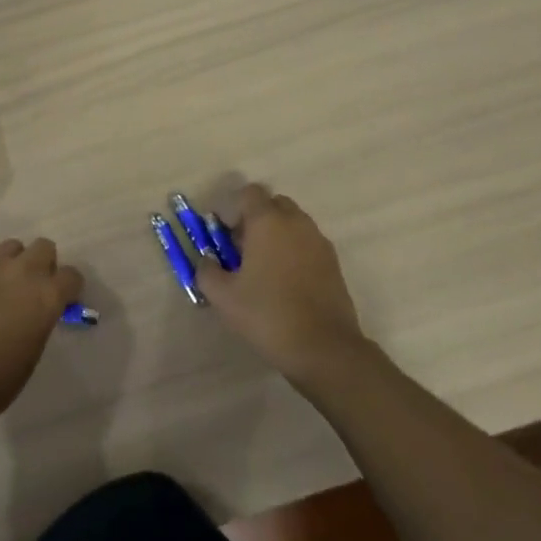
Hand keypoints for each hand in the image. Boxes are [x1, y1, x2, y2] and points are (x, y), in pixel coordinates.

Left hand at [0, 237, 84, 429]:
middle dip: (42, 264)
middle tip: (29, 287)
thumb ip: (41, 318)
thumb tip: (37, 308)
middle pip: (44, 247)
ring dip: (12, 261)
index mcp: (48, 296)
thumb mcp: (34, 349)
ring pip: (13, 245)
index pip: (72, 276)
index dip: (67, 288)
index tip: (60, 299)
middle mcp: (25, 270)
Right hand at [197, 184, 368, 391]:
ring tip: (262, 269)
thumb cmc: (267, 314)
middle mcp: (296, 223)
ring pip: (293, 224)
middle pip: (273, 204)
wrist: (324, 347)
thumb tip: (206, 260)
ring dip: (276, 235)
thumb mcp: (223, 296)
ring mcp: (319, 242)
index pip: (249, 193)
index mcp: (268, 221)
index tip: (224, 235)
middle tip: (241, 249)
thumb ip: (206, 271)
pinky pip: (307, 244)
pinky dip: (293, 252)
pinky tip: (285, 283)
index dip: (232, 209)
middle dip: (255, 219)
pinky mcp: (333, 263)